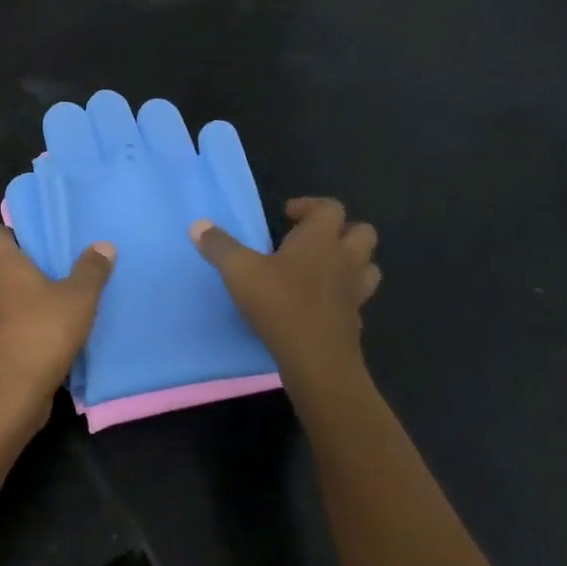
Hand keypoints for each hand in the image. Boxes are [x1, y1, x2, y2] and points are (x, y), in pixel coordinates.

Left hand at [0, 223, 114, 430]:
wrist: (10, 392)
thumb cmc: (42, 333)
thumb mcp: (79, 299)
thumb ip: (91, 271)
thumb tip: (104, 245)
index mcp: (1, 266)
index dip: (1, 234)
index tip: (25, 243)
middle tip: (28, 276)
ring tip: (32, 308)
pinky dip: (3, 331)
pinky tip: (31, 339)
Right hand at [191, 197, 380, 388]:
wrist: (316, 360)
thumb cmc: (280, 304)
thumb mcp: (239, 271)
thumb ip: (219, 246)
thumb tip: (198, 225)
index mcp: (321, 239)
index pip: (330, 207)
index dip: (310, 205)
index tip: (286, 215)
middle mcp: (345, 259)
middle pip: (362, 231)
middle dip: (340, 230)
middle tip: (309, 239)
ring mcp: (355, 290)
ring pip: (367, 264)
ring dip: (350, 260)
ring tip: (322, 268)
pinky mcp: (355, 319)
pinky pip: (357, 297)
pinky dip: (343, 294)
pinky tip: (320, 302)